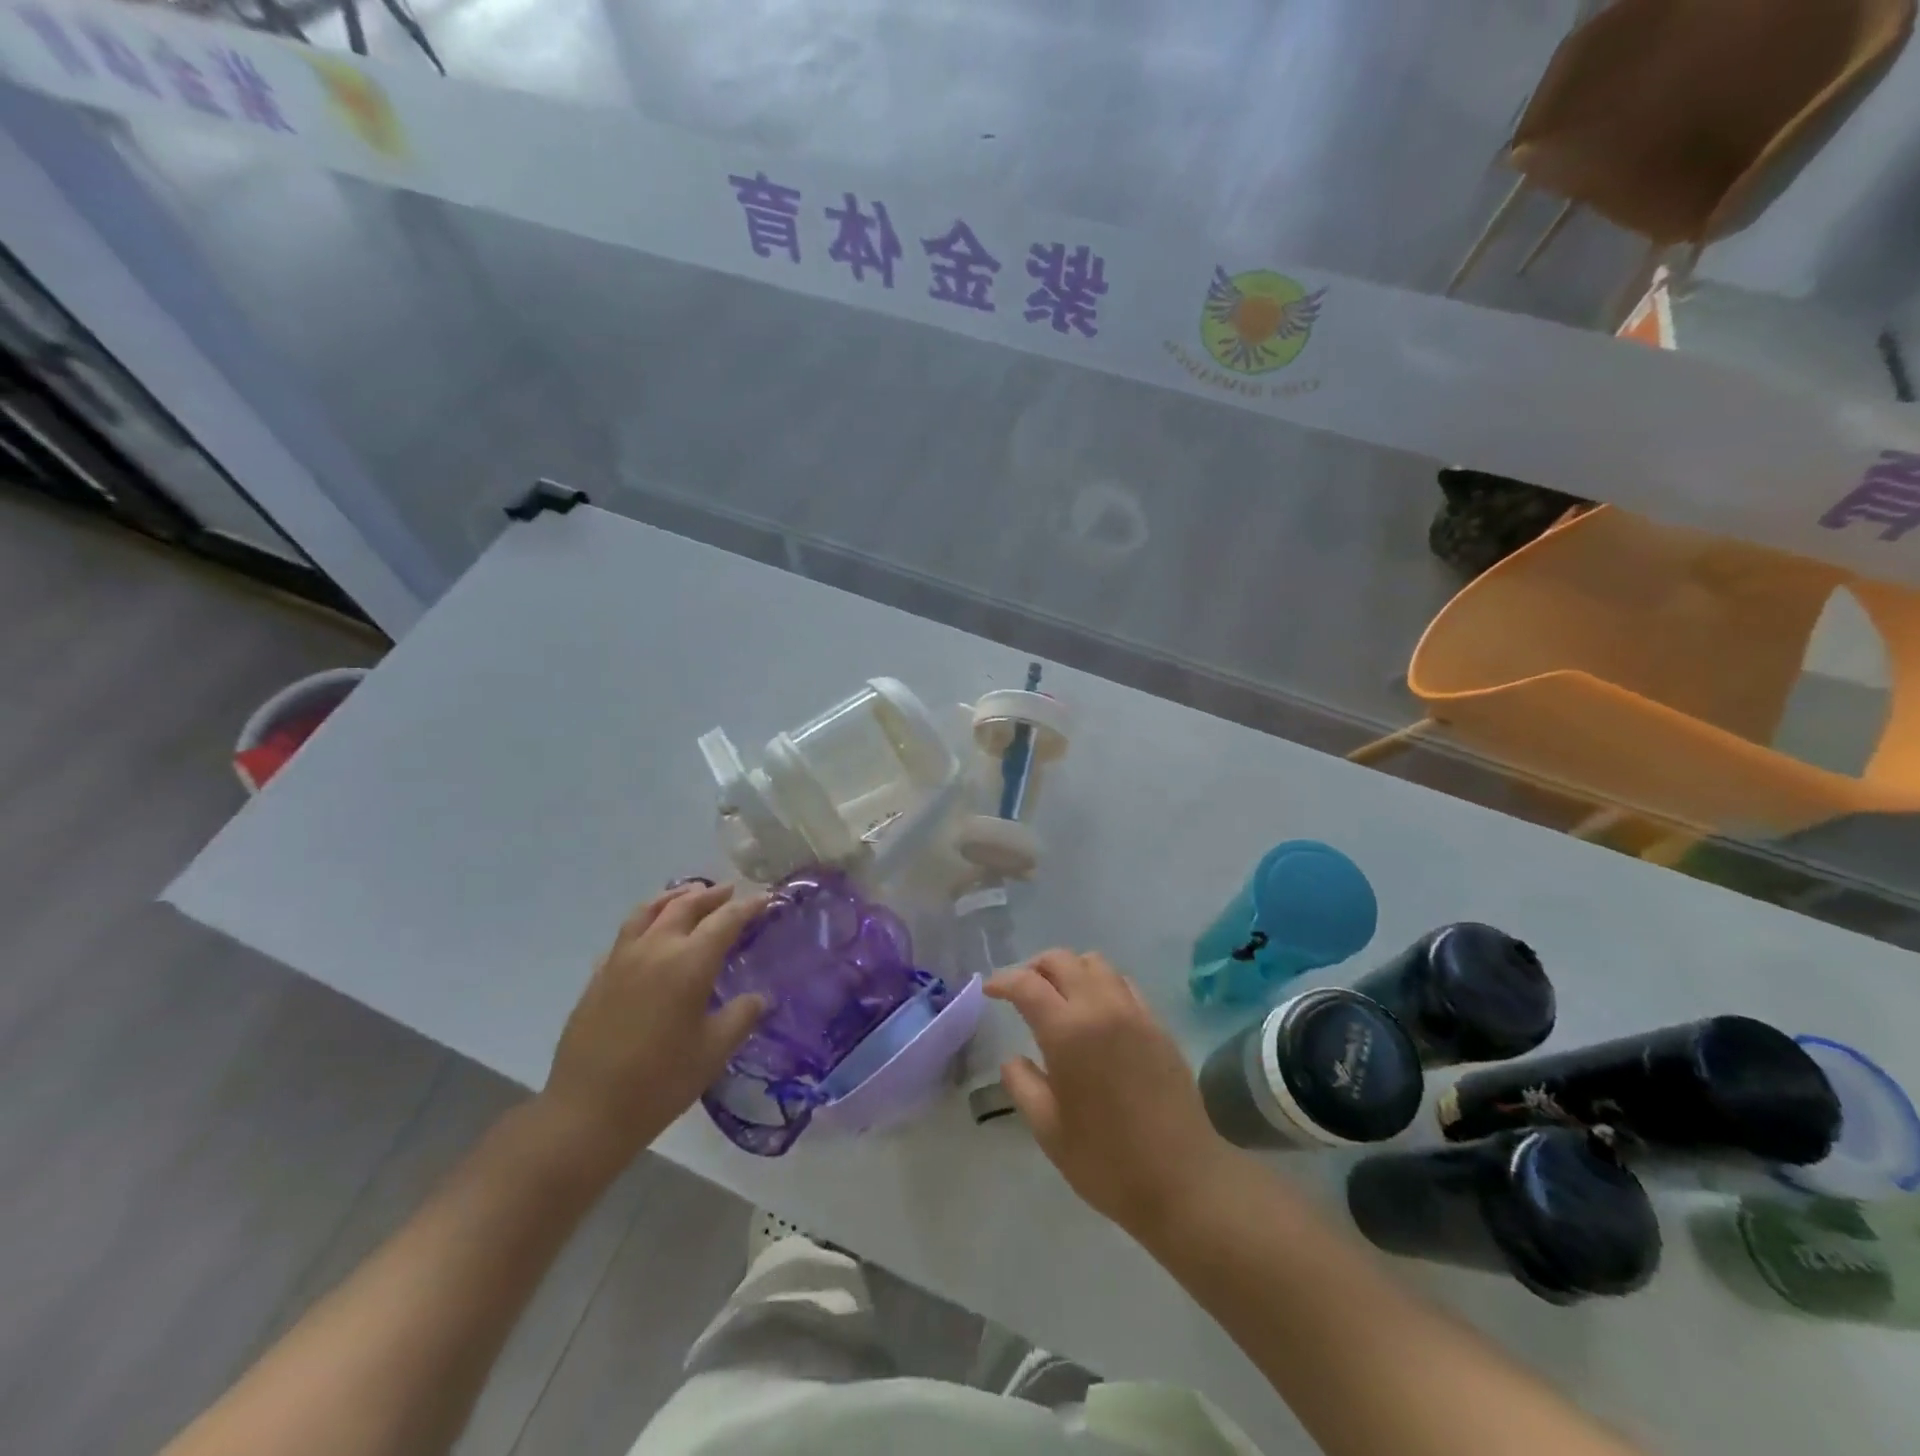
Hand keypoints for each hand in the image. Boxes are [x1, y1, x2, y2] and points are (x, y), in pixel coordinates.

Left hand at [540, 883, 767, 1165]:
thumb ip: (741, 1016)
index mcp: (689, 962)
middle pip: (685, 906)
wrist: (587, 1112)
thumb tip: (759, 998)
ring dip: (673, 898)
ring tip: (688, 894)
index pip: (726, 920)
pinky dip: (645, 922)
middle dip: (711, 895)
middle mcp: (655, 949)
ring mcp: (621, 960)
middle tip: (729, 891)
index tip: (766, 899)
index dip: (748, 907)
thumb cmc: (661, 1081)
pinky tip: (649, 935)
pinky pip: (626, 935)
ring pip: (649, 911)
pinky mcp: (598, 977)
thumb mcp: (714, 1051)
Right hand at [987, 949, 1232, 1237]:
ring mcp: (1134, 1011)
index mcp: (1067, 1031)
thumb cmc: (1106, 1161)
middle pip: (1062, 960)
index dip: (1003, 981)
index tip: (990, 990)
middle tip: (1021, 990)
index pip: (1027, 984)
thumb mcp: (1048, 1129)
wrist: (1184, 1180)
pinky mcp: (1157, 1023)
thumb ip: (1022, 1084)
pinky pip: (1123, 983)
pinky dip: (1100, 983)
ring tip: (1058, 996)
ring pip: (1095, 963)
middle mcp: (1100, 1007)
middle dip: (1034, 967)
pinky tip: (1096, 1012)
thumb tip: (1013, 1059)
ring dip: (1070, 969)